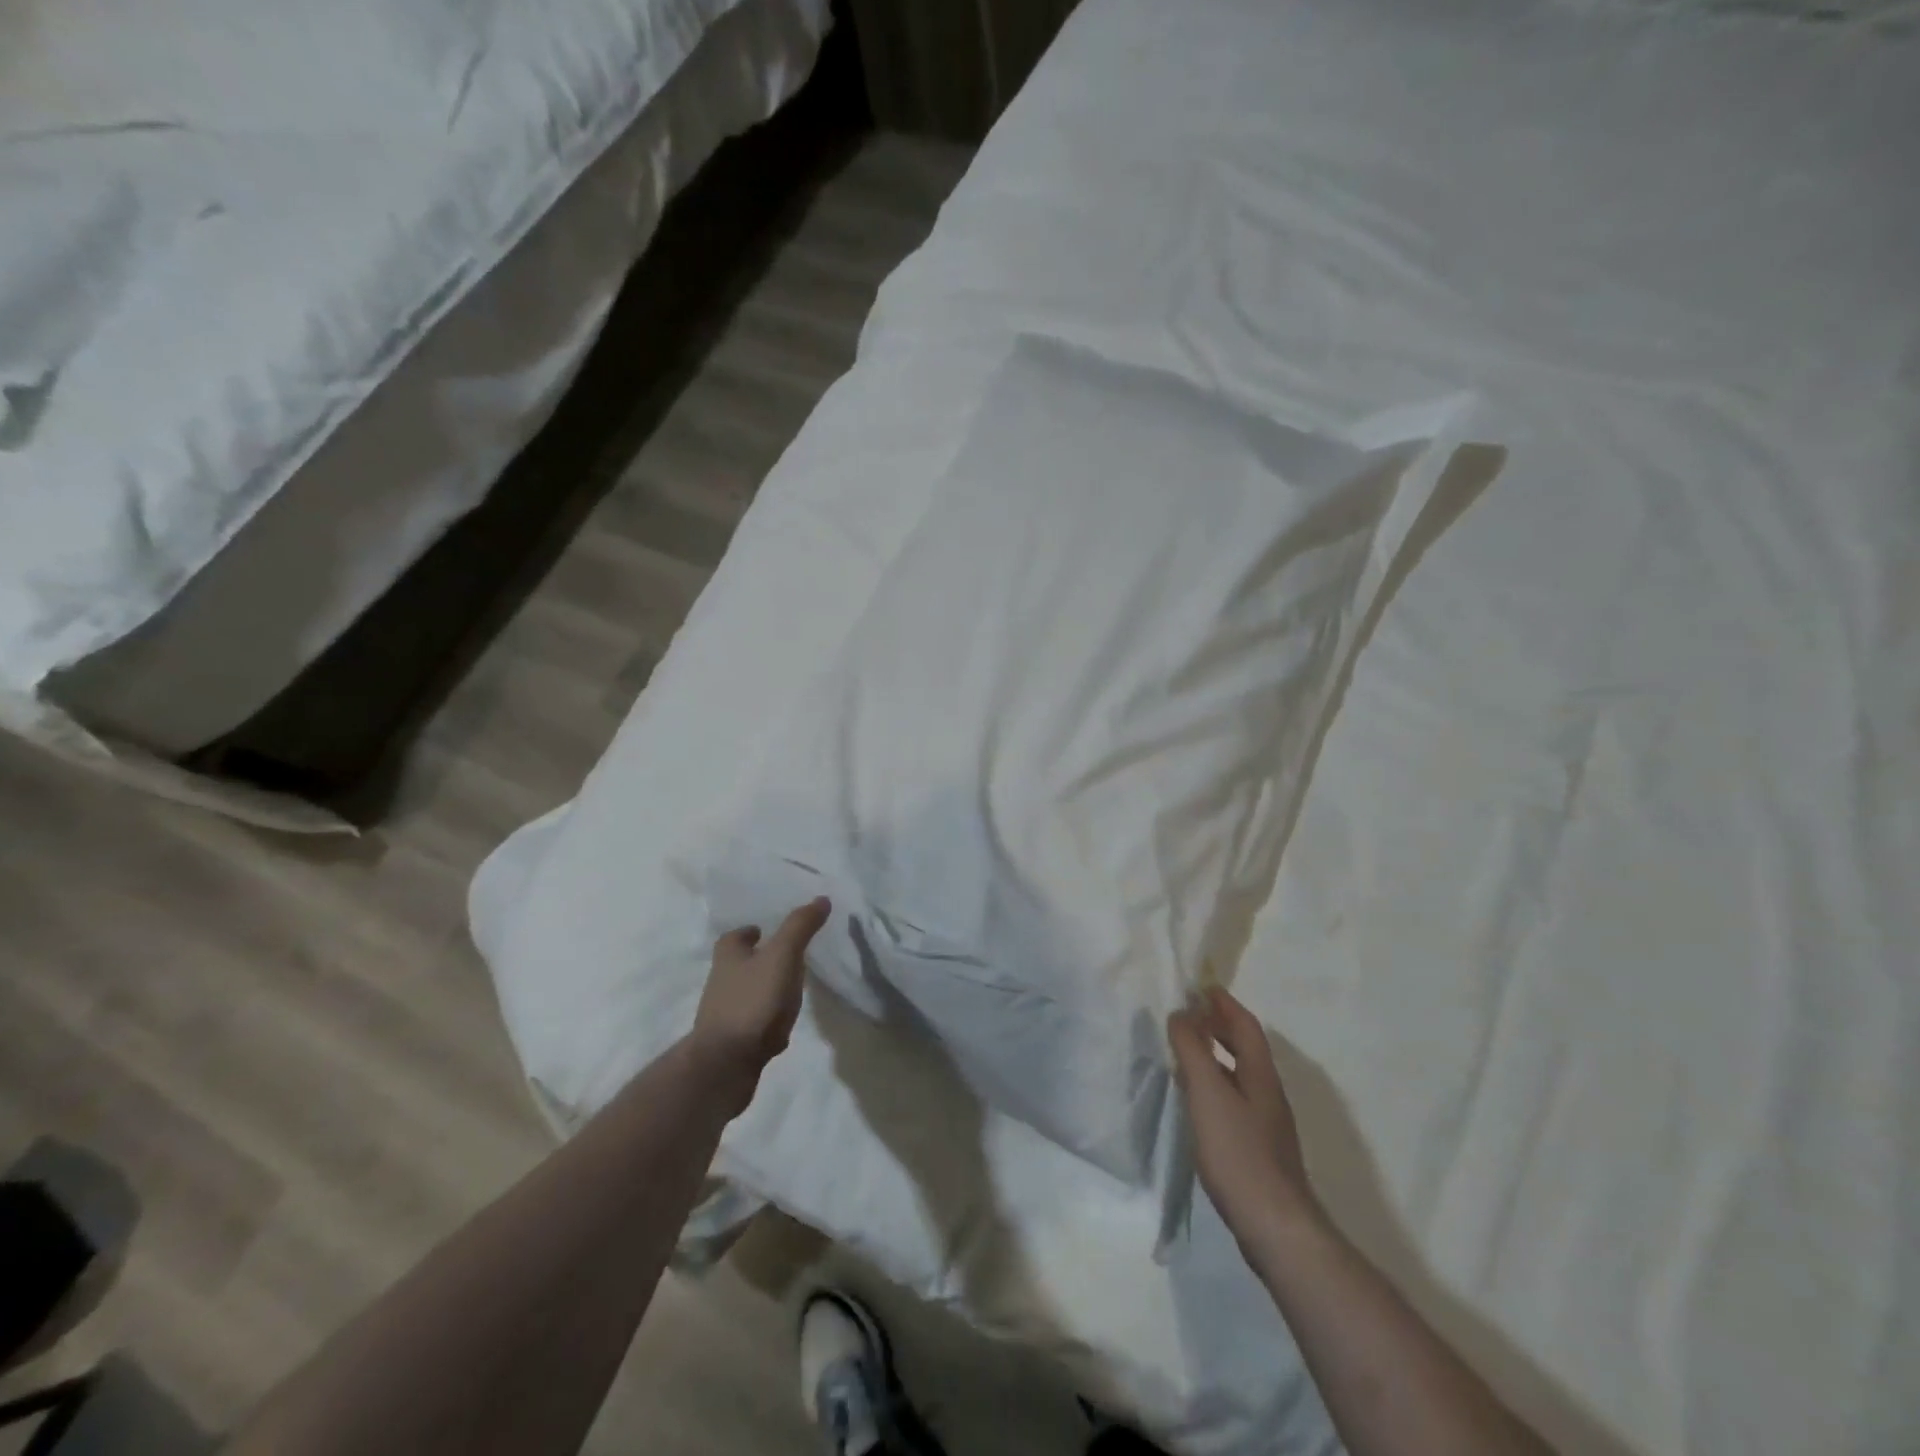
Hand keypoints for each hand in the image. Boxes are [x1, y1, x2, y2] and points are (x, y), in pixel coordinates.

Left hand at [691, 897, 829, 1112]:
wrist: (726, 1064)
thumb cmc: (752, 1000)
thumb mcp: (782, 956)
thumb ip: (800, 927)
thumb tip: (822, 898)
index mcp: (728, 957)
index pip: (734, 936)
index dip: (750, 932)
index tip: (767, 929)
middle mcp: (721, 982)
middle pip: (740, 964)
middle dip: (760, 959)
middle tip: (788, 955)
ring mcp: (724, 1015)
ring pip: (748, 994)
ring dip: (766, 989)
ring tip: (793, 989)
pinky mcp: (733, 1042)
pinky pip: (753, 1023)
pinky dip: (767, 1019)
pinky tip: (783, 1025)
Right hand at [1169, 986, 1317, 1246]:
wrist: (1274, 1226)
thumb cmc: (1239, 1152)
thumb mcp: (1208, 1093)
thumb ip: (1192, 1050)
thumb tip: (1182, 1012)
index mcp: (1261, 1074)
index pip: (1245, 1025)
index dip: (1224, 1004)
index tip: (1202, 987)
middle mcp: (1267, 1093)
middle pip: (1245, 1048)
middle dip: (1220, 1026)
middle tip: (1190, 1013)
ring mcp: (1265, 1123)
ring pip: (1239, 1074)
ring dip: (1215, 1055)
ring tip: (1186, 1050)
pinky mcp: (1257, 1149)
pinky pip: (1233, 1099)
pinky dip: (1214, 1084)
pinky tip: (1197, 1099)